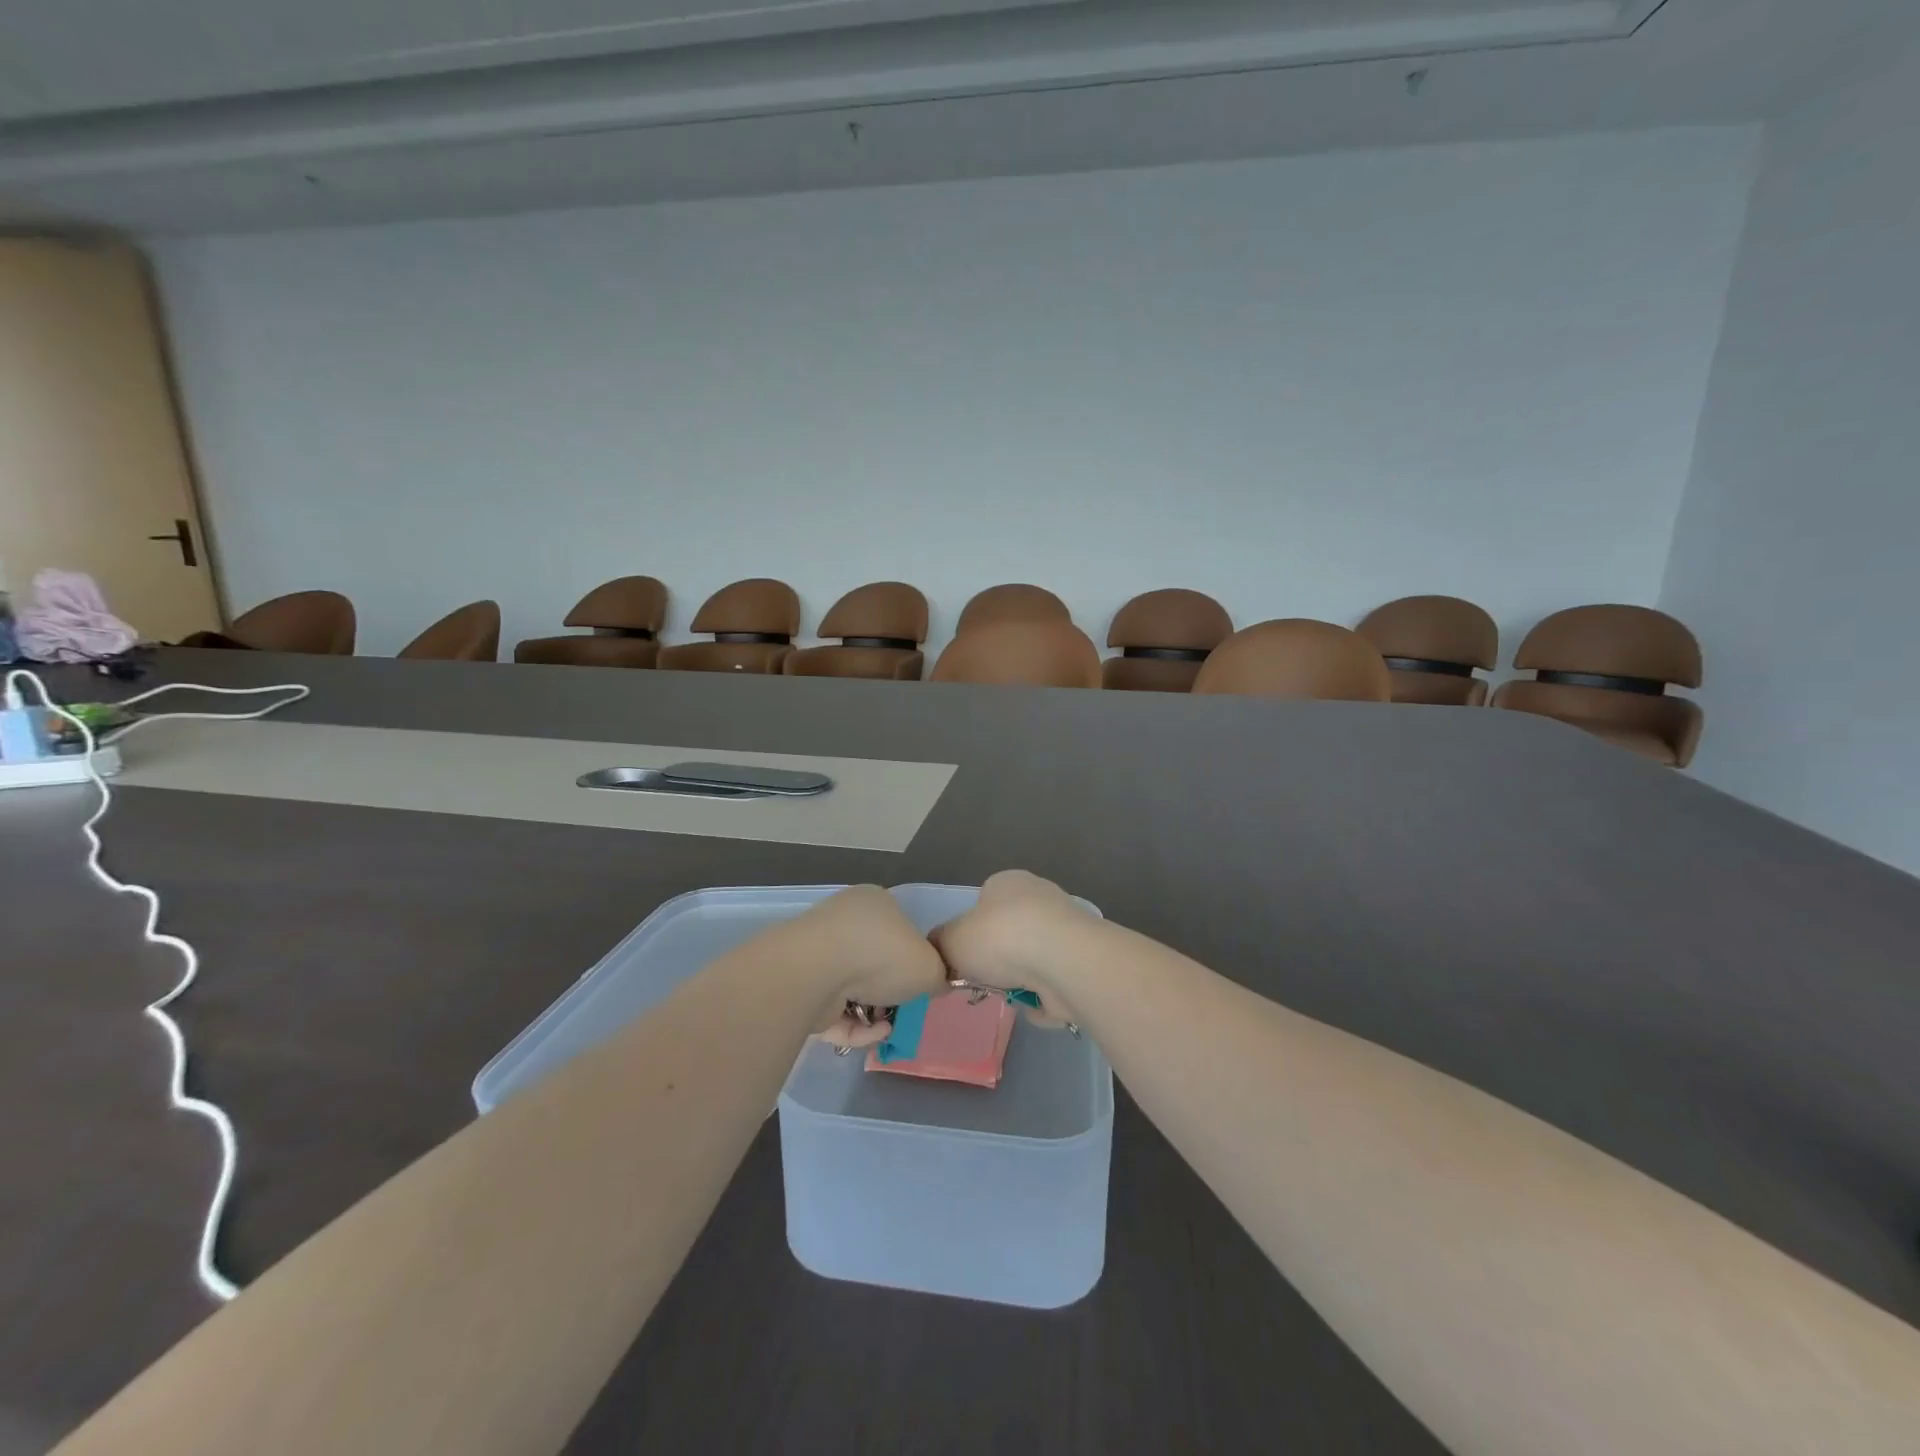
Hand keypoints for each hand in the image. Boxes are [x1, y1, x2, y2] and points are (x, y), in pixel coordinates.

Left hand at [798, 886, 947, 1050]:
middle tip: (905, 1008)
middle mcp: (844, 921)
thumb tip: (934, 983)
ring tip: (888, 1027)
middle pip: (875, 959)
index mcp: (875, 902)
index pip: (900, 928)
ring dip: (873, 1009)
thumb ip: (937, 975)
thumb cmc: (881, 956)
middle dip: (890, 988)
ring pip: (852, 986)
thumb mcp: (930, 966)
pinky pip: (833, 1007)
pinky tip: (873, 1034)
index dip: (914, 958)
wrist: (817, 973)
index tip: (921, 983)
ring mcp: (819, 952)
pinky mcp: (802, 985)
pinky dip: (854, 1024)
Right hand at [930, 870, 1094, 1027]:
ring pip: (1031, 960)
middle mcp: (1038, 897)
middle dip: (996, 961)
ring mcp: (1064, 928)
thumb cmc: (1000, 938)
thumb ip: (940, 944)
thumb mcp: (952, 939)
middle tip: (982, 982)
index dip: (970, 933)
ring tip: (1009, 994)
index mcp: (1007, 882)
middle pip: (1008, 934)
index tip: (964, 958)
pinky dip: (1042, 995)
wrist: (1062, 962)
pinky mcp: (1081, 960)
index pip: (983, 904)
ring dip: (1019, 981)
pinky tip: (1035, 1001)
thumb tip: (940, 952)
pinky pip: (1052, 982)